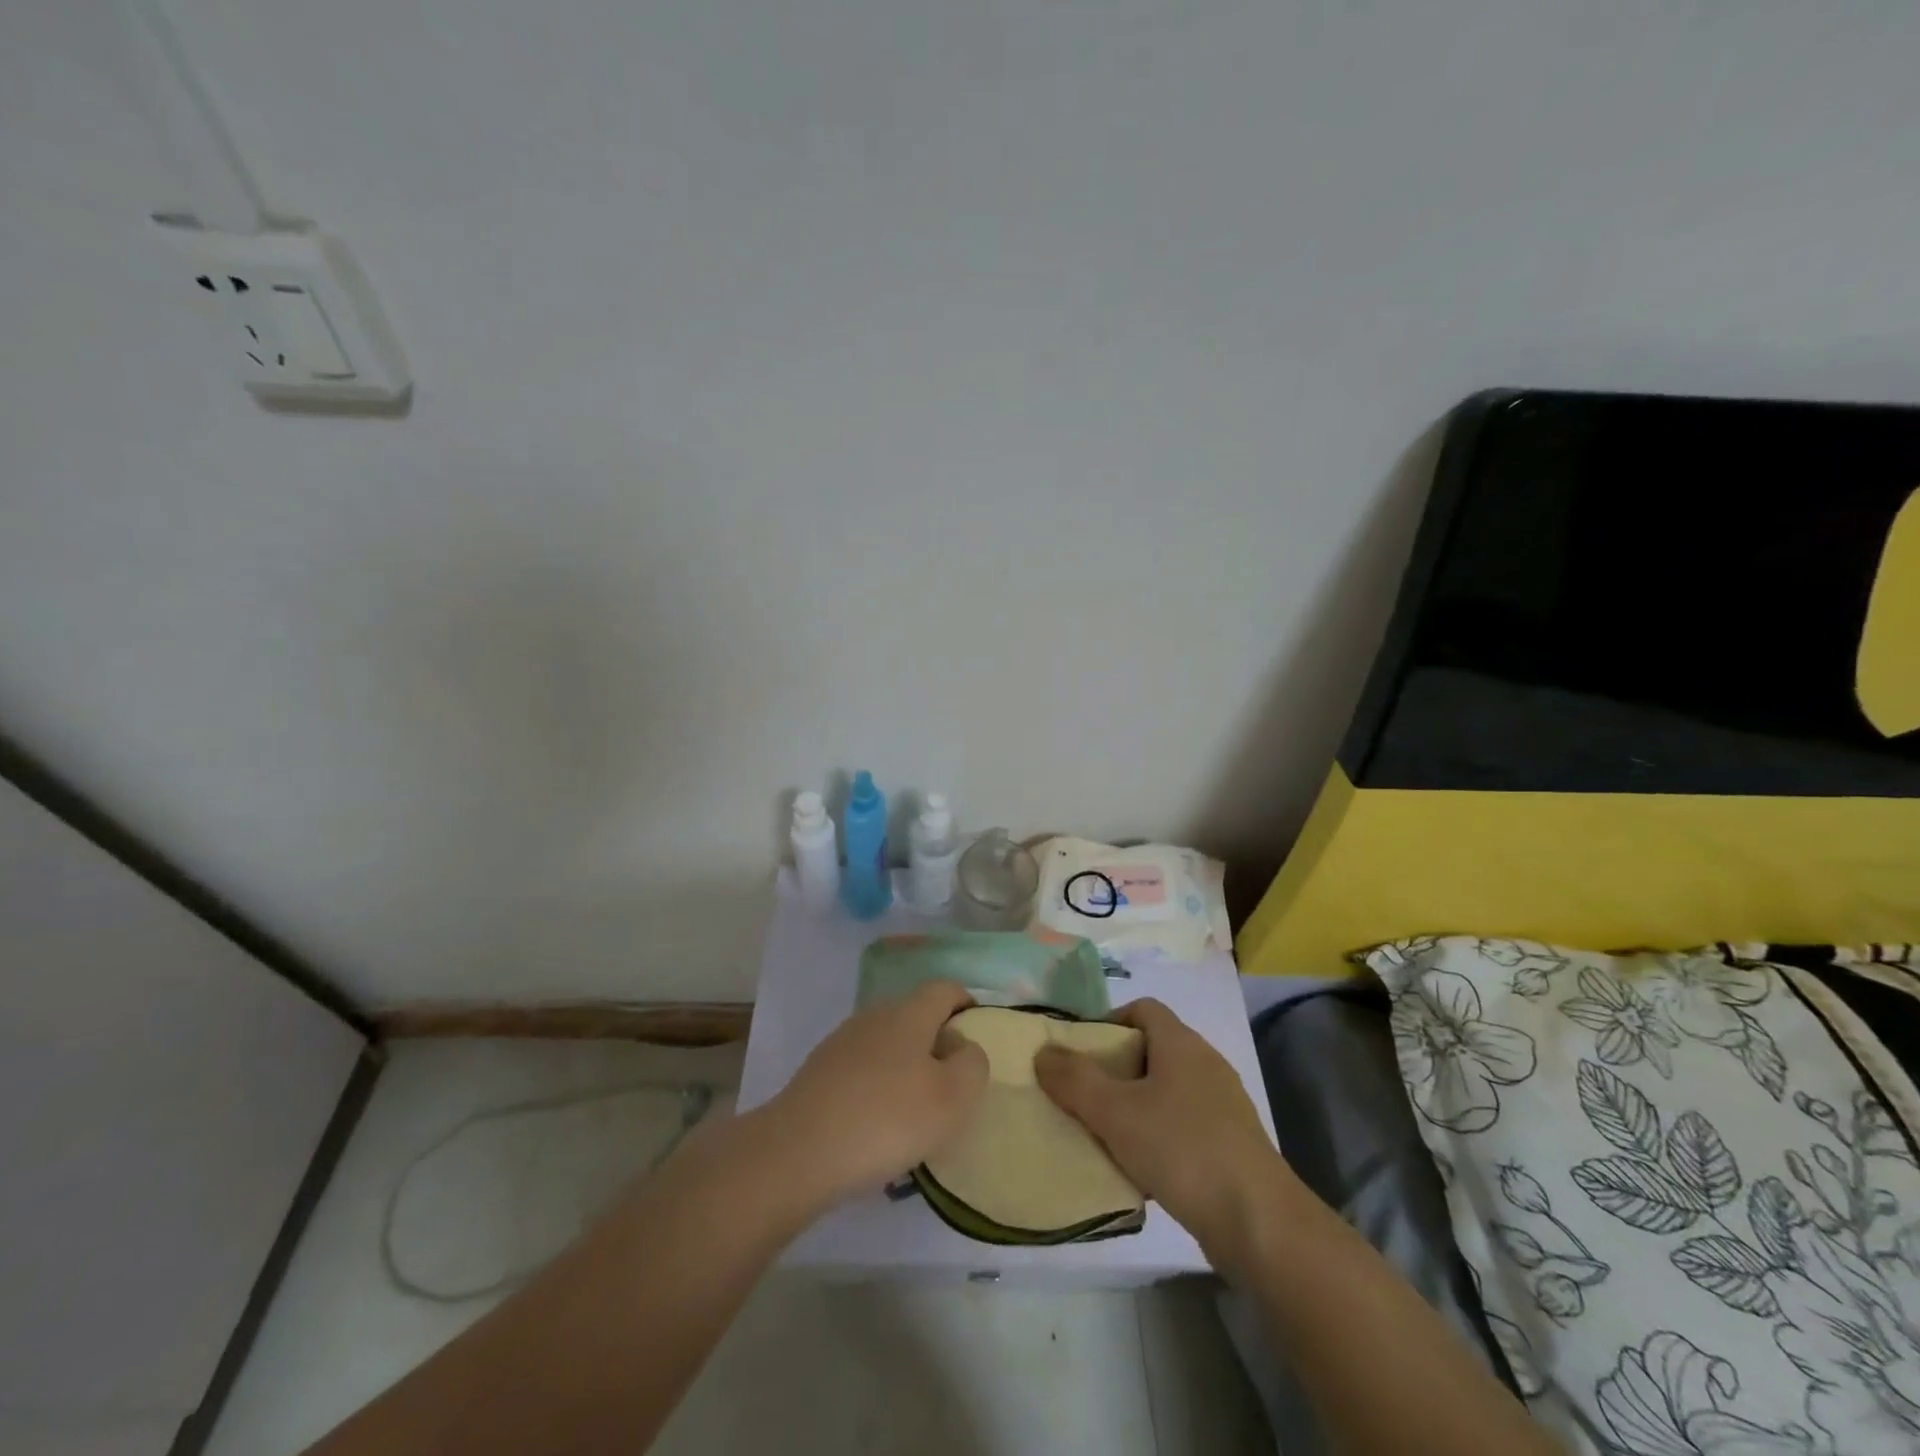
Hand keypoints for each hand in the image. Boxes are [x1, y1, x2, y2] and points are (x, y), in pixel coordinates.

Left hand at [763, 981, 988, 1207]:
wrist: (798, 1152)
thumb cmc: (887, 1119)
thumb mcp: (953, 1098)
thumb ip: (972, 1065)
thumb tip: (964, 1047)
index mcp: (909, 1013)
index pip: (945, 989)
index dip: (966, 1004)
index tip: (978, 1034)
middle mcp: (874, 1016)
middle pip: (916, 1015)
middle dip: (938, 1041)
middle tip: (953, 1083)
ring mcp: (842, 1042)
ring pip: (888, 1043)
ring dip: (908, 1066)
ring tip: (918, 1110)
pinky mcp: (820, 1071)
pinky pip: (863, 1068)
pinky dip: (880, 1086)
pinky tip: (880, 1125)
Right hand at [1034, 998, 1294, 1267]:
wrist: (1260, 1223)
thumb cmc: (1182, 1150)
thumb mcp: (1115, 1113)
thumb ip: (1074, 1080)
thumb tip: (1044, 1051)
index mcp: (1181, 1043)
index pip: (1142, 1008)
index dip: (1109, 1021)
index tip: (1082, 1053)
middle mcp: (1206, 1063)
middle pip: (1153, 1048)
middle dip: (1116, 1068)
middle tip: (1085, 1095)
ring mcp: (1224, 1104)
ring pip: (1167, 1089)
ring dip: (1136, 1105)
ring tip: (1107, 1134)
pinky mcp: (1233, 1143)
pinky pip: (1185, 1123)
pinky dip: (1160, 1134)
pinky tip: (1143, 1167)